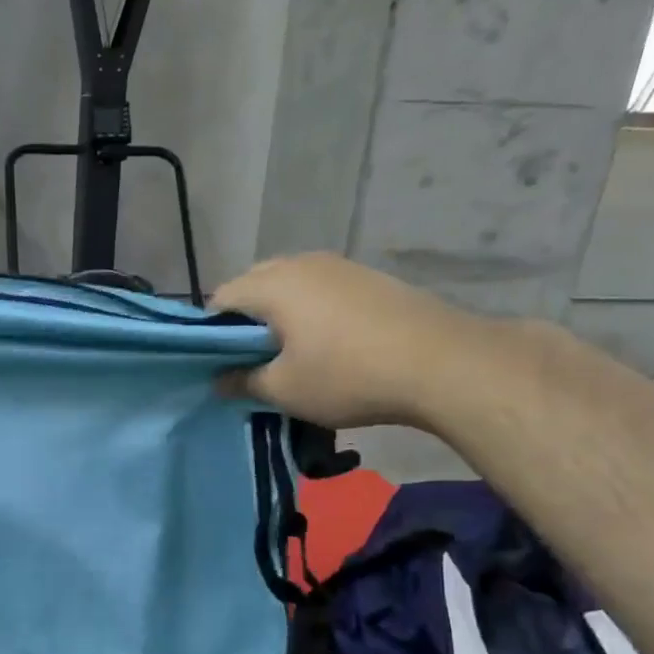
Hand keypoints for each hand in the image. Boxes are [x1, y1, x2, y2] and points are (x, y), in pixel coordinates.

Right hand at [210, 252, 496, 428]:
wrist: (442, 364)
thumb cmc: (348, 376)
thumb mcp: (284, 390)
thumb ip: (242, 382)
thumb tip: (219, 380)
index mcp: (273, 285)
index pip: (221, 297)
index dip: (210, 331)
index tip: (218, 363)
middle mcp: (302, 263)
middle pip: (253, 283)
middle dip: (243, 319)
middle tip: (249, 359)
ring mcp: (339, 266)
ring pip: (289, 283)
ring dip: (277, 313)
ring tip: (287, 351)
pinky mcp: (368, 277)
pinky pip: (320, 288)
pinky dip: (308, 309)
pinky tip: (324, 341)